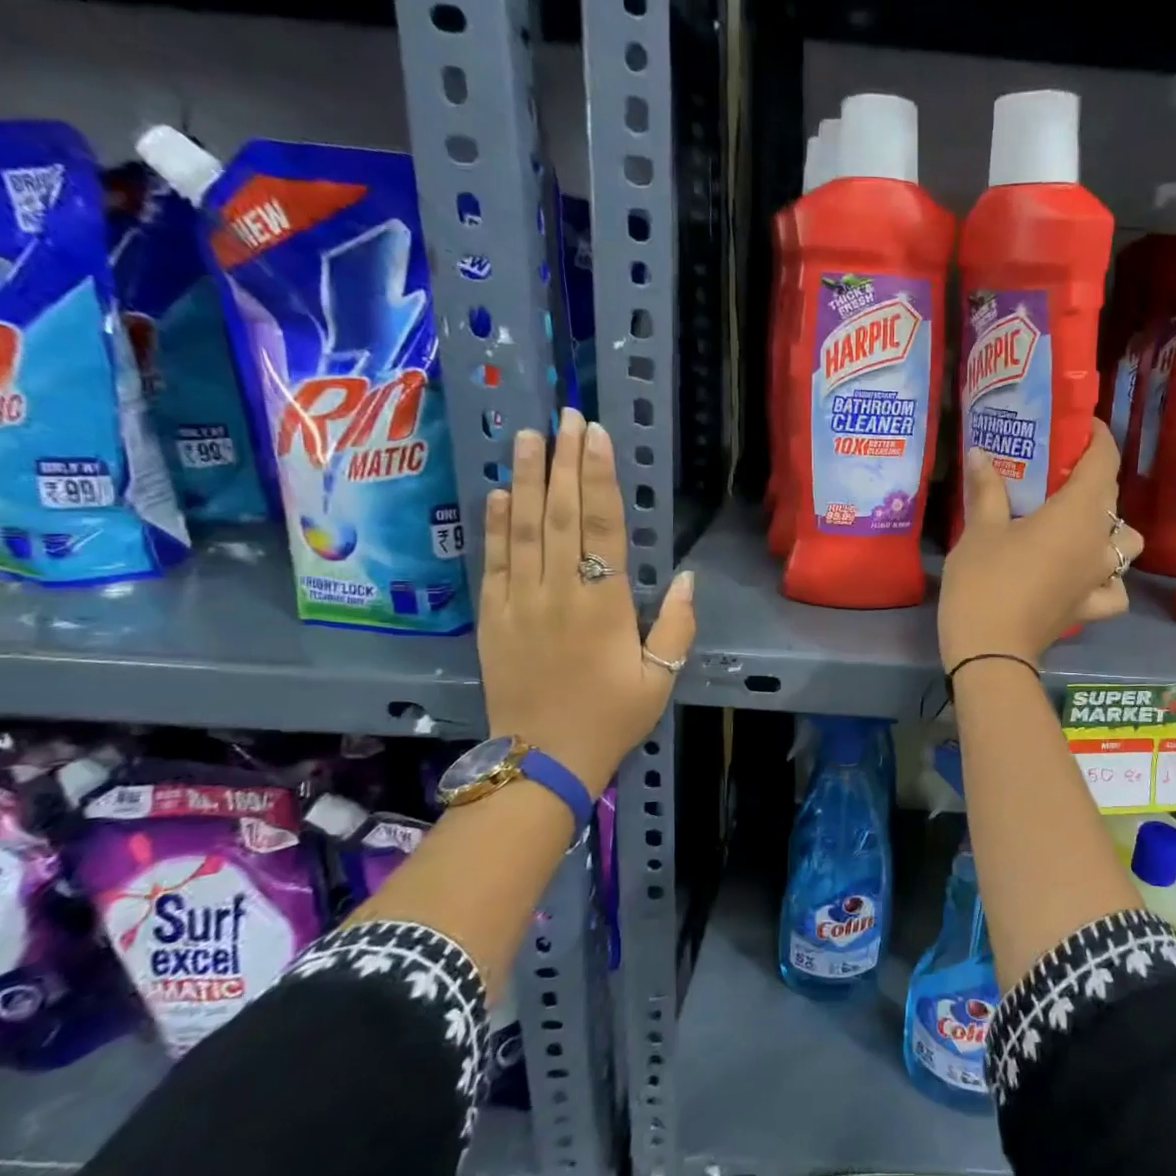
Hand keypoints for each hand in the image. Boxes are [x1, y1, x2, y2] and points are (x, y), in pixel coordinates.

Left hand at [479, 408, 694, 795]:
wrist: (543, 760)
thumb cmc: (611, 718)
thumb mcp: (661, 678)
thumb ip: (676, 626)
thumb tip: (683, 577)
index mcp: (604, 606)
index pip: (603, 527)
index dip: (601, 478)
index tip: (596, 436)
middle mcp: (559, 592)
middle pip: (563, 515)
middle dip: (565, 461)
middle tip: (566, 415)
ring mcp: (520, 602)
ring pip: (525, 528)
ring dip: (529, 479)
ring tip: (530, 436)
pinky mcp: (492, 617)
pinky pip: (493, 561)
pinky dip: (497, 524)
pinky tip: (503, 491)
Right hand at [938, 422, 1145, 670]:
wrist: (990, 652)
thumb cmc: (985, 581)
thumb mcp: (980, 530)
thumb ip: (986, 489)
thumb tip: (979, 453)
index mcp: (1078, 514)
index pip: (1104, 462)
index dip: (1097, 437)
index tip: (1078, 426)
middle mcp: (1099, 542)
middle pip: (1112, 498)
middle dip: (1093, 478)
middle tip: (1060, 472)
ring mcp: (1098, 578)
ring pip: (1126, 545)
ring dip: (1111, 530)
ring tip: (1080, 526)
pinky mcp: (1089, 608)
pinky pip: (1113, 589)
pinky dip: (1107, 580)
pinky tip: (1086, 576)